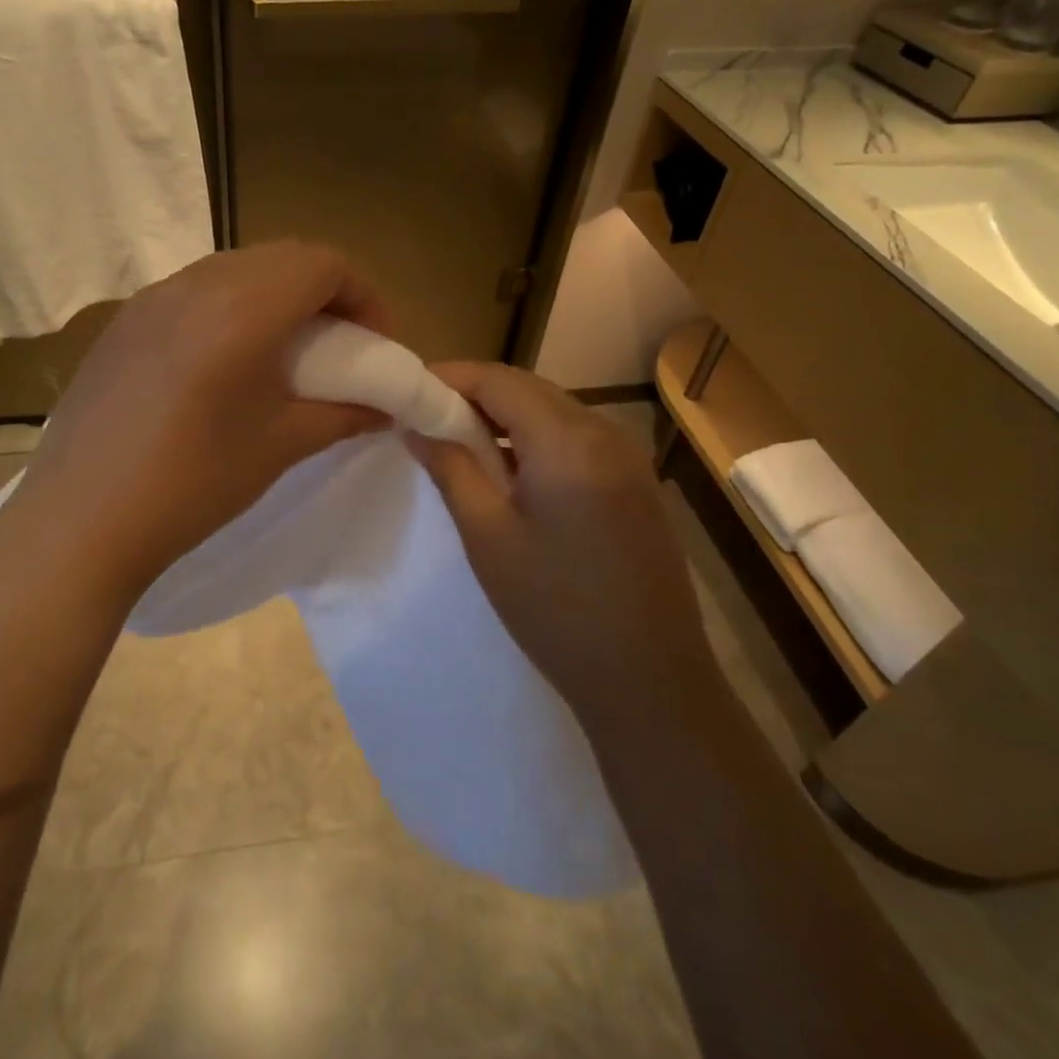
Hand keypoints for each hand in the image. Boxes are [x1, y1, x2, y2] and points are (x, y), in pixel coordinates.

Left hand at [0, 242, 391, 600]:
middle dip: (325, 291)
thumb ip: (343, 414)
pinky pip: (194, 291)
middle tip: (340, 344)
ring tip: (285, 351)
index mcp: (243, 308)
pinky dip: (231, 306)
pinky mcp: (124, 321)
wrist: (81, 520)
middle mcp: (196, 284)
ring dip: (276, 295)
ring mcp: (152, 298)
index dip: (364, 294)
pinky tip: (225, 361)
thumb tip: (385, 408)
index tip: (375, 342)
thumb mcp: (280, 445)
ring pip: (236, 269)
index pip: (323, 264)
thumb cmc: (193, 483)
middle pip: (282, 257)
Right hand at [406, 364, 715, 724]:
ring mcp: (628, 458)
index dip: (450, 378)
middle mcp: (605, 433)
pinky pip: (576, 438)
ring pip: (554, 411)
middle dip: (475, 394)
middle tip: (427, 417)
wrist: (650, 681)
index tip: (408, 392)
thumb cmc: (556, 609)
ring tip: (460, 441)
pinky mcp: (636, 483)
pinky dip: (536, 438)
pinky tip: (510, 469)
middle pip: (529, 388)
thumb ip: (451, 469)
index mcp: (568, 440)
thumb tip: (417, 427)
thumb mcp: (488, 536)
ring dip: (505, 416)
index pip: (499, 380)